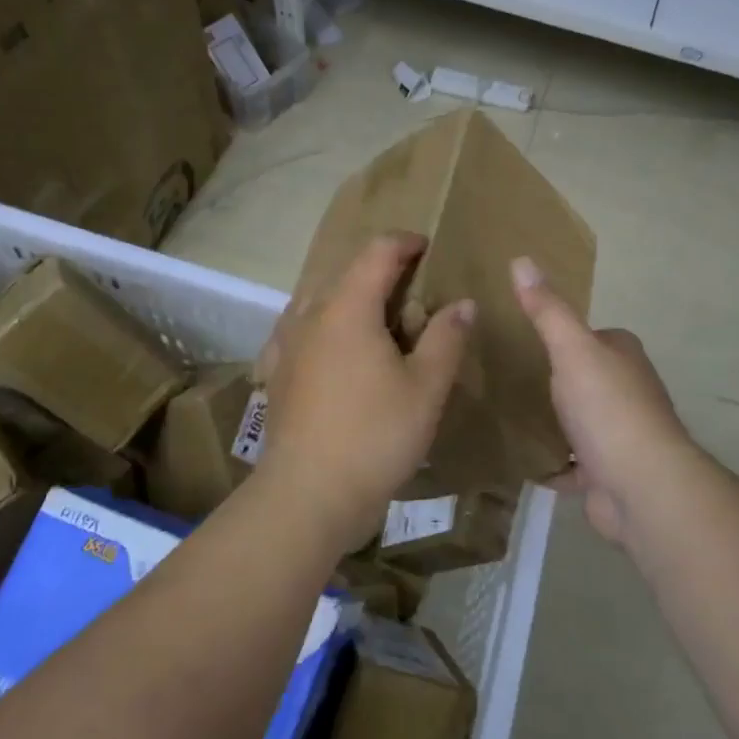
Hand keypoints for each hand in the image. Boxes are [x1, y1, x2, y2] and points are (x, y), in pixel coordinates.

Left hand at [260, 233, 474, 548]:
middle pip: (346, 273)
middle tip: (413, 293)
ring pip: (320, 301)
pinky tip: (332, 349)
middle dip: (380, 272)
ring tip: (377, 321)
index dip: (406, 243)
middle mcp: (311, 315)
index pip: (377, 252)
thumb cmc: (375, 435)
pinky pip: (301, 331)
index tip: (428, 248)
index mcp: (348, 307)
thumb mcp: (426, 387)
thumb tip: (462, 303)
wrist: (308, 494)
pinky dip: (323, 326)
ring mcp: (287, 344)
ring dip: (350, 298)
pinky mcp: (277, 373)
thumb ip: (446, 338)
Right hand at [510, 256, 696, 544]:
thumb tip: (521, 259)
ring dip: (556, 422)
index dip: (565, 336)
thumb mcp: (571, 348)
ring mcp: (621, 434)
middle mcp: (630, 391)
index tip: (526, 339)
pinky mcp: (609, 472)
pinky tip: (522, 461)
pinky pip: (574, 463)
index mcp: (624, 356)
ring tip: (508, 416)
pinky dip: (554, 463)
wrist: (641, 486)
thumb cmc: (608, 407)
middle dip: (558, 380)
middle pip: (588, 378)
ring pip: (581, 420)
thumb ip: (547, 309)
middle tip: (508, 379)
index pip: (594, 336)